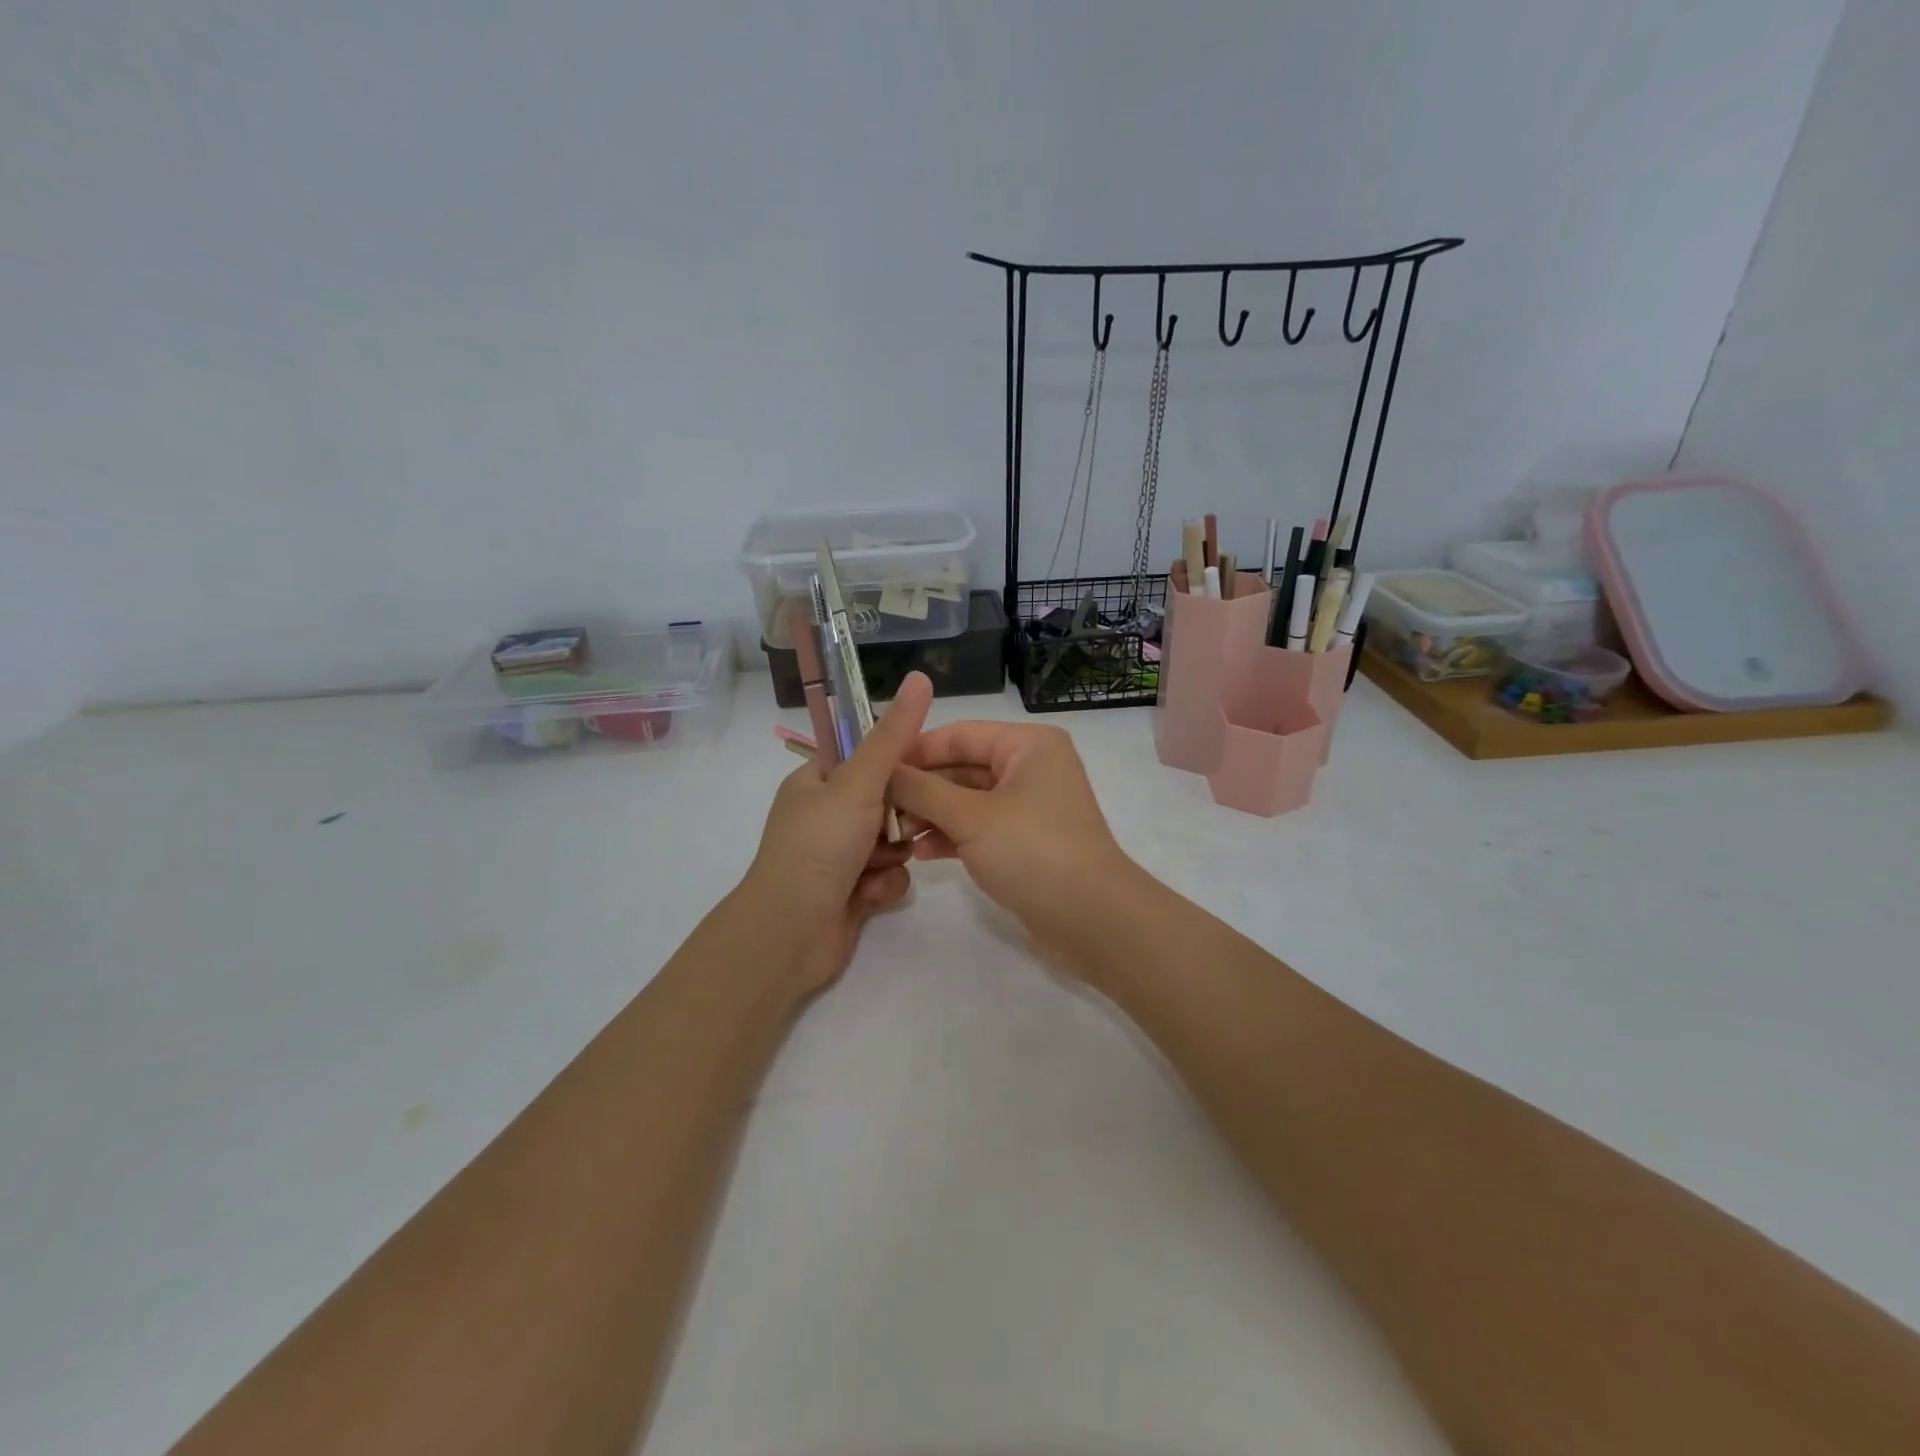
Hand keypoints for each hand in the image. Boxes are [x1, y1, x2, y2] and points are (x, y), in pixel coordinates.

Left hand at [736, 672, 933, 993]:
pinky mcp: (852, 892)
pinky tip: (869, 897)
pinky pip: (889, 877)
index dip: (897, 763)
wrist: (791, 933)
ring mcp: (838, 857)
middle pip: (886, 802)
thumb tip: (921, 677)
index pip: (866, 757)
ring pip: (893, 842)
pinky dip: (883, 886)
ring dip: (891, 856)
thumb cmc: (819, 847)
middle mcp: (825, 816)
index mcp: (815, 783)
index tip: (923, 772)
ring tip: (876, 867)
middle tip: (903, 825)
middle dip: (899, 819)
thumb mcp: (858, 783)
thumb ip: (893, 736)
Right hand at [888, 721, 1144, 970]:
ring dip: (931, 814)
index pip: (959, 734)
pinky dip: (952, 836)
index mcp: (1028, 745)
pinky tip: (921, 853)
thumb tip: (881, 770)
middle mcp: (1031, 768)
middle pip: (962, 767)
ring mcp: (1029, 807)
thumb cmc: (1033, 852)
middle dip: (921, 788)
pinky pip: (980, 828)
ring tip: (894, 833)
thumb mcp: (970, 817)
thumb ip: (922, 790)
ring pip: (968, 800)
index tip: (872, 769)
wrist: (1092, 920)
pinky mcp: (1026, 842)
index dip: (915, 750)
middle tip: (876, 808)